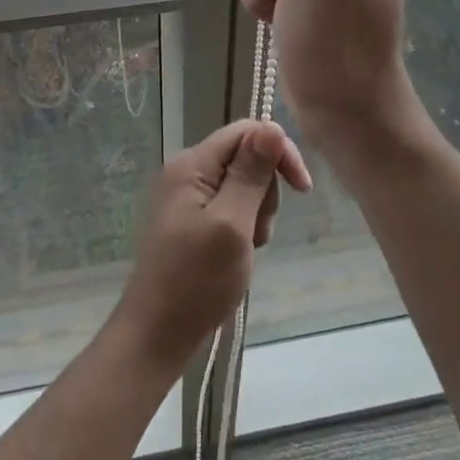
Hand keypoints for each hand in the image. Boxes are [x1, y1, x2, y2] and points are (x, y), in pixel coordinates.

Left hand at [109, 119, 310, 369]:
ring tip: (248, 247)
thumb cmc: (196, 280)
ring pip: (241, 184)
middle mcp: (185, 171)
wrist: (156, 334)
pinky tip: (239, 253)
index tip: (303, 189)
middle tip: (258, 231)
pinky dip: (243, 226)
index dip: (278, 151)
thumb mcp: (232, 224)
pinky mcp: (189, 219)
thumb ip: (251, 174)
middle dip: (265, 190)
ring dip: (256, 212)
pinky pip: (229, 206)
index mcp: (191, 164)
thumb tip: (271, 126)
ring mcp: (185, 197)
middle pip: (244, 156)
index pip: (245, 132)